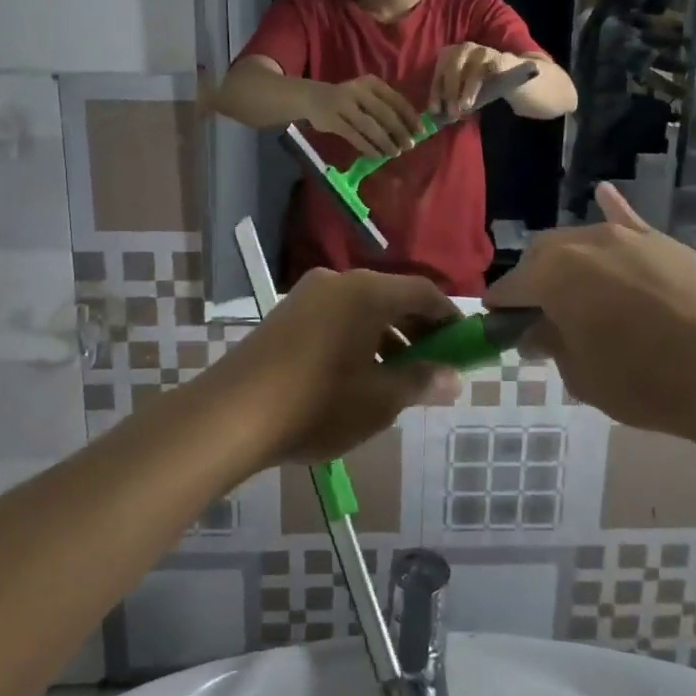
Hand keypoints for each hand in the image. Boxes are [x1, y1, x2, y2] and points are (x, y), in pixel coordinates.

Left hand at [220, 268, 461, 463]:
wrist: (231, 414)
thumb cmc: (317, 403)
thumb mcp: (378, 399)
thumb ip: (420, 382)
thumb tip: (453, 378)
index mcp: (367, 291)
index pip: (424, 292)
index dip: (449, 318)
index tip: (464, 346)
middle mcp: (339, 281)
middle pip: (392, 297)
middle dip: (417, 330)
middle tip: (432, 367)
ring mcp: (308, 294)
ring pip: (363, 308)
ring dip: (386, 337)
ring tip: (396, 379)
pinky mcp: (286, 313)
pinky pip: (337, 316)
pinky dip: (358, 338)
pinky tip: (356, 375)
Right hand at [303, 75, 420, 158]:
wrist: (312, 98)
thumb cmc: (348, 99)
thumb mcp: (366, 95)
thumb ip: (384, 107)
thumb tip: (409, 130)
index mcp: (372, 83)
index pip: (396, 100)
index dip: (410, 116)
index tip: (420, 131)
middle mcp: (359, 91)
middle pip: (385, 114)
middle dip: (399, 131)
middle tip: (409, 145)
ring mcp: (344, 105)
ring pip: (370, 127)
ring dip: (385, 142)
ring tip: (395, 153)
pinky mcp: (333, 121)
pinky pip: (355, 137)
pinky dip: (368, 147)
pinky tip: (377, 155)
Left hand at [430, 42, 511, 117]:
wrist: (504, 72)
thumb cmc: (474, 83)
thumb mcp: (459, 92)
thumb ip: (450, 102)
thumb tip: (440, 117)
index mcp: (448, 55)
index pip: (439, 74)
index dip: (436, 93)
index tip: (435, 111)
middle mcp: (462, 49)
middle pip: (453, 68)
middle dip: (451, 92)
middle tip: (452, 112)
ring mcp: (481, 52)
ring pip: (473, 71)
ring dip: (468, 90)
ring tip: (466, 106)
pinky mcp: (499, 58)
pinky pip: (491, 71)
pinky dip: (488, 84)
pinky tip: (486, 96)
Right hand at [485, 183, 695, 460]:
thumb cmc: (648, 384)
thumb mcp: (584, 377)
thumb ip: (552, 345)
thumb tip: (537, 331)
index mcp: (554, 274)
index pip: (511, 287)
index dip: (501, 308)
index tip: (500, 327)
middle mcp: (586, 242)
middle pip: (544, 255)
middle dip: (535, 281)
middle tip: (545, 317)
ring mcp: (630, 236)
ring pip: (584, 241)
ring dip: (572, 263)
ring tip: (583, 293)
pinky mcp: (667, 242)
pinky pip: (629, 221)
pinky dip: (614, 212)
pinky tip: (605, 195)